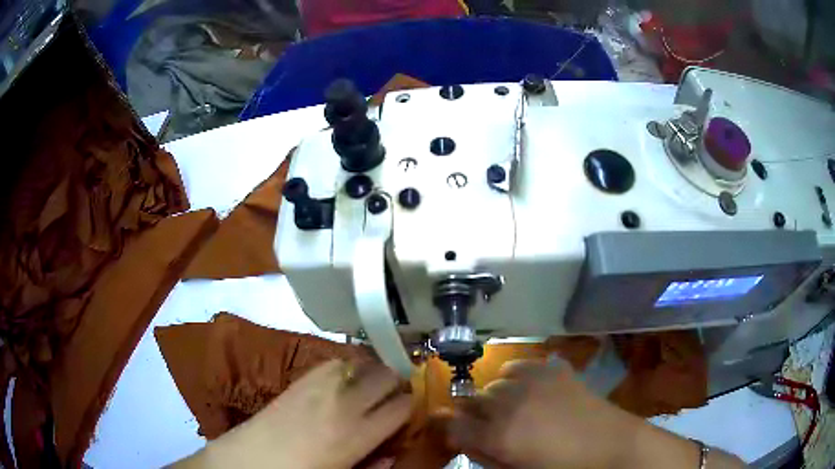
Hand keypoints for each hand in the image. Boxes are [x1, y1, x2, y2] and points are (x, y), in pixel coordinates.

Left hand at [176, 359, 410, 467]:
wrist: (252, 459)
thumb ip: (375, 463)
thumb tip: (395, 452)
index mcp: (357, 433)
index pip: (402, 405)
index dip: (414, 405)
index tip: (416, 408)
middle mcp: (343, 401)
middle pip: (387, 375)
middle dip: (399, 382)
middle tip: (398, 395)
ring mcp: (320, 384)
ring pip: (362, 362)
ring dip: (374, 371)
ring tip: (373, 386)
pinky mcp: (302, 378)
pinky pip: (336, 361)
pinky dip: (349, 367)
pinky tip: (346, 380)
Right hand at [448, 359, 641, 467]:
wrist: (610, 445)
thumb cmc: (562, 467)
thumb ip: (484, 456)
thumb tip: (461, 439)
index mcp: (499, 436)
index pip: (454, 426)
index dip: (452, 430)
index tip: (455, 433)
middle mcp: (509, 403)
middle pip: (473, 401)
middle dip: (475, 415)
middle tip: (491, 426)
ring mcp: (532, 382)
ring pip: (494, 382)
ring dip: (496, 396)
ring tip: (512, 408)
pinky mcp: (552, 369)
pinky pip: (519, 365)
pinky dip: (515, 377)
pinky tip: (528, 390)